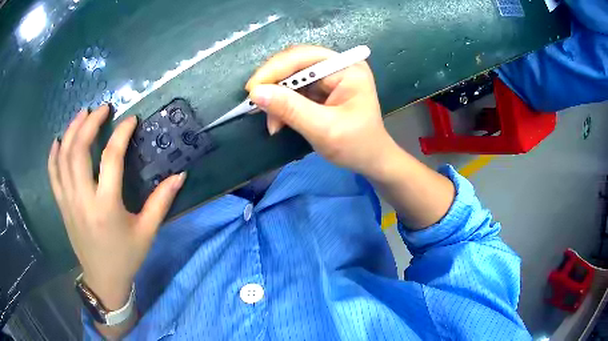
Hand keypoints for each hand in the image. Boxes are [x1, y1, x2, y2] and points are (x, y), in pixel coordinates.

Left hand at [47, 105, 185, 309]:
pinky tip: (58, 140)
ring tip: (82, 114)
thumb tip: (180, 175)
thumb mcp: (147, 232)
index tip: (131, 119)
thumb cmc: (127, 257)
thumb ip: (162, 201)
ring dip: (71, 131)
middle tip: (102, 108)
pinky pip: (52, 175)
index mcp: (106, 207)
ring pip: (63, 158)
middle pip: (78, 151)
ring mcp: (68, 202)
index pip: (111, 158)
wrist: (103, 279)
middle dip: (90, 123)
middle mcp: (83, 200)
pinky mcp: (62, 206)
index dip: (121, 134)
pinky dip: (53, 155)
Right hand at [246, 45, 399, 177]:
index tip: (252, 89)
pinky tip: (278, 122)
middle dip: (273, 84)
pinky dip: (282, 105)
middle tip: (254, 102)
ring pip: (291, 77)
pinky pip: (294, 90)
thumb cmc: (356, 146)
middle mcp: (338, 67)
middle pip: (295, 63)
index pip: (305, 57)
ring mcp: (329, 77)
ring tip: (272, 123)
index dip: (275, 69)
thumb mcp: (324, 129)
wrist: (371, 161)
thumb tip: (256, 93)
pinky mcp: (321, 90)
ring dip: (276, 98)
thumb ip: (290, 109)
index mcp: (347, 69)